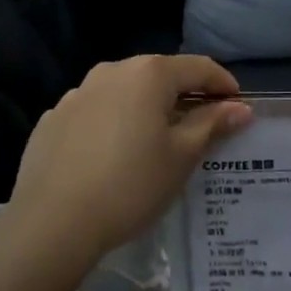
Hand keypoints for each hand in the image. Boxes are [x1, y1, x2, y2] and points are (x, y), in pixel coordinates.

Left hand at [4, 55, 252, 271]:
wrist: (51, 223)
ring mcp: (77, 93)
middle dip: (185, 97)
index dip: (224, 85)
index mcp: (148, 74)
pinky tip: (112, 157)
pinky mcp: (53, 119)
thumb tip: (239, 107)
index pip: (199, 67)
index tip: (238, 108)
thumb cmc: (130, 185)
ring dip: (146, 109)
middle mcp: (111, 71)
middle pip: (160, 76)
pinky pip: (95, 112)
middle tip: (202, 129)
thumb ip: (212, 124)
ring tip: (155, 144)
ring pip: (125, 93)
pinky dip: (113, 124)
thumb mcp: (181, 156)